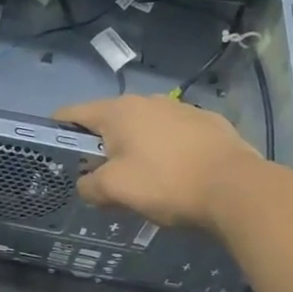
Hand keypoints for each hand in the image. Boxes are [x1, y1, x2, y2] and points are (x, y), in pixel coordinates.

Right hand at [56, 95, 267, 233]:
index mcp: (118, 111)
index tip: (55, 152)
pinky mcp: (209, 123)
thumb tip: (85, 185)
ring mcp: (181, 109)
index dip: (58, 130)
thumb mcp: (116, 190)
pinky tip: (176, 174)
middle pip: (109, 120)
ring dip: (135, 146)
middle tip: (100, 175)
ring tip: (141, 177)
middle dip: (100, 144)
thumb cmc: (166, 183)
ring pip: (144, 126)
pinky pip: (175, 134)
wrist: (238, 189)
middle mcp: (147, 101)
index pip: (72, 112)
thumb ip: (89, 186)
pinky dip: (167, 149)